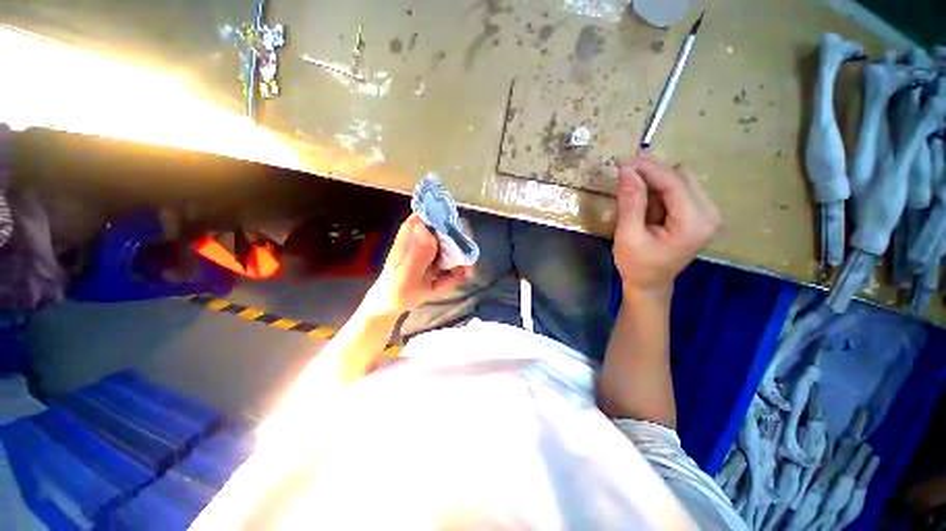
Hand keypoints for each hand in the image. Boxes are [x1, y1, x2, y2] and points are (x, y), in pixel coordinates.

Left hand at [364, 214, 471, 315]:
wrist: (393, 305)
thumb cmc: (394, 290)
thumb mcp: (406, 275)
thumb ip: (417, 254)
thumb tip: (427, 229)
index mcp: (413, 231)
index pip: (437, 214)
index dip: (452, 226)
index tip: (458, 246)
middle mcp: (426, 234)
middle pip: (454, 232)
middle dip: (459, 255)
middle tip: (457, 272)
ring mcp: (434, 247)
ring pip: (458, 250)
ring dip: (455, 270)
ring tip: (440, 285)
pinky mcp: (439, 259)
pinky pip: (456, 264)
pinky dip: (451, 278)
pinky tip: (439, 287)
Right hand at [613, 156, 719, 296]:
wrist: (650, 284)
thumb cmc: (637, 265)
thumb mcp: (628, 235)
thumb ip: (630, 203)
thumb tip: (626, 170)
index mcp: (694, 222)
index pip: (674, 183)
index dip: (648, 169)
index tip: (623, 162)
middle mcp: (709, 213)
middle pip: (681, 177)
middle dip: (651, 174)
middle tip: (624, 176)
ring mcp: (707, 213)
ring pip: (681, 180)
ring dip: (655, 182)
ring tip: (633, 194)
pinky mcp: (699, 214)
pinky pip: (679, 190)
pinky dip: (660, 190)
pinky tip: (646, 202)